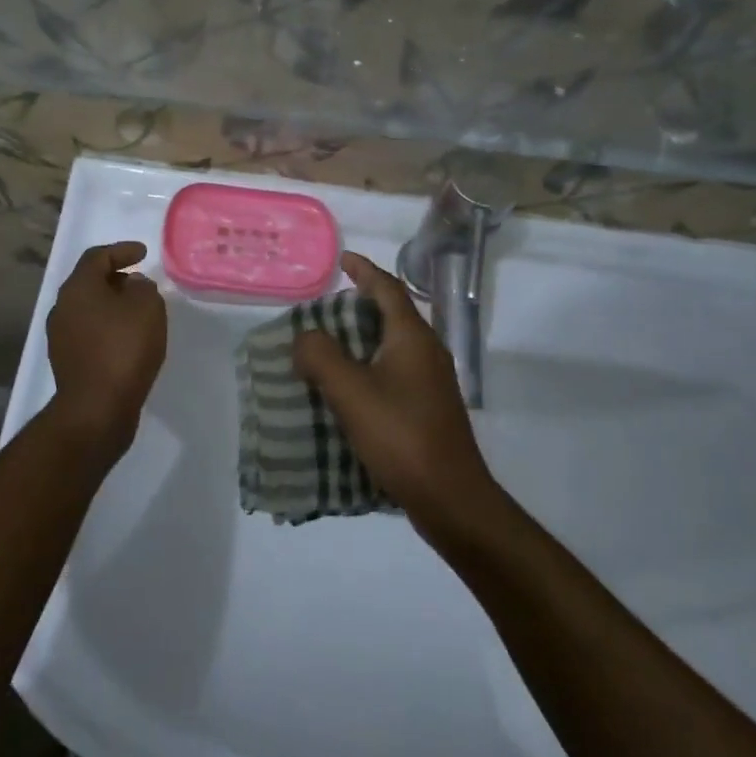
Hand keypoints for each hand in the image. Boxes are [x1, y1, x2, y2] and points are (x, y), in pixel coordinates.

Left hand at [45, 240, 167, 459]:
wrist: (96, 409)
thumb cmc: (123, 349)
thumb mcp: (147, 308)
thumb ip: (143, 288)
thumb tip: (133, 286)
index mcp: (78, 288)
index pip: (97, 257)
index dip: (122, 251)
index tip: (143, 253)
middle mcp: (63, 308)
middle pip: (89, 282)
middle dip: (116, 278)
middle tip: (141, 284)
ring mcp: (61, 337)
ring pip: (89, 309)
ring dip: (112, 306)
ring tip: (138, 313)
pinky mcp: (67, 362)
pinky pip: (90, 333)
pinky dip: (108, 328)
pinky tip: (128, 340)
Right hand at [294, 251, 500, 539]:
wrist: (450, 497)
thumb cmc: (401, 436)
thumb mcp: (351, 392)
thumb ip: (321, 356)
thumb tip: (305, 337)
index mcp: (412, 337)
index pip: (388, 288)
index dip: (364, 270)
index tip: (342, 259)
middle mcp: (427, 351)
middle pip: (391, 314)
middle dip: (359, 306)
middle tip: (324, 309)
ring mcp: (432, 381)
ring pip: (392, 346)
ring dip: (361, 340)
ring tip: (327, 347)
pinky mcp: (429, 408)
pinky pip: (394, 372)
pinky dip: (368, 367)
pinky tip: (347, 390)